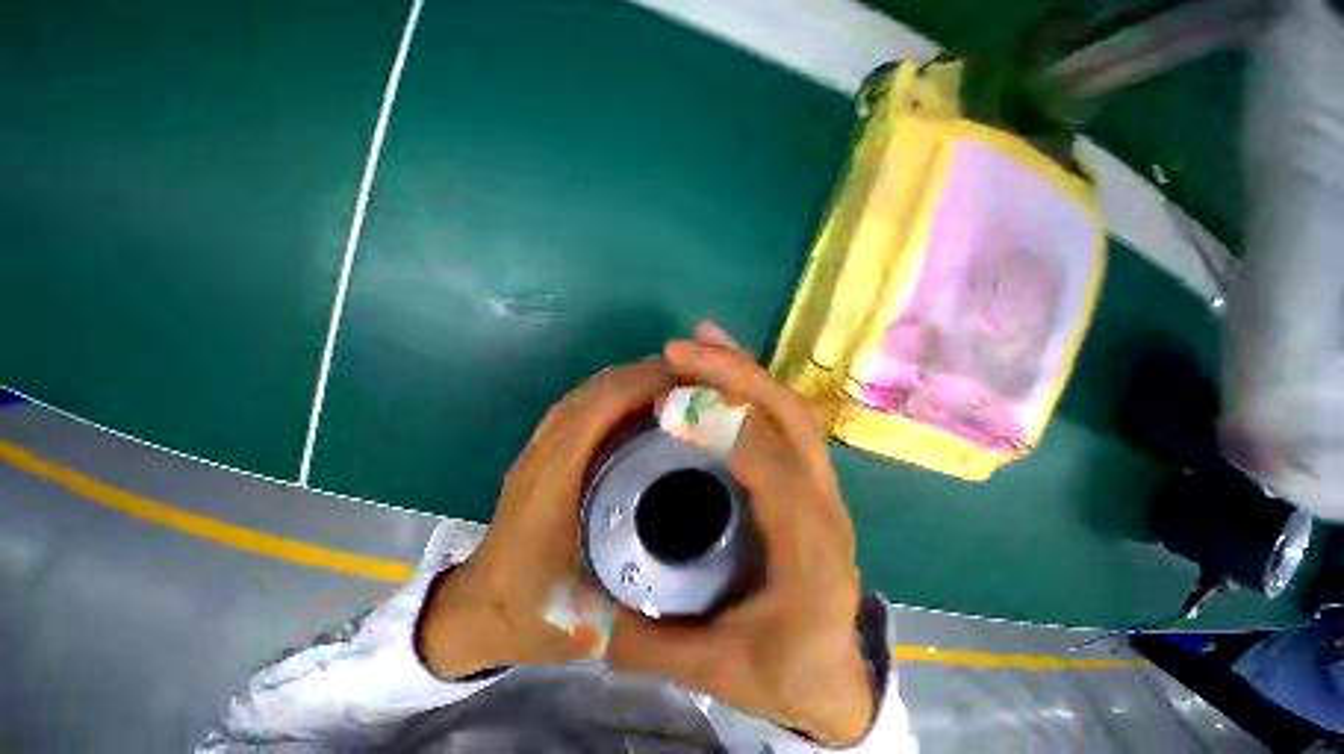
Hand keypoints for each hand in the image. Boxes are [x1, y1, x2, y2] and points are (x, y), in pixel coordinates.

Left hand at [418, 359, 673, 679]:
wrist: (475, 610)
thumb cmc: (530, 613)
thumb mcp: (588, 623)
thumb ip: (645, 615)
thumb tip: (709, 594)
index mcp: (552, 484)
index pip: (595, 411)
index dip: (638, 387)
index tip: (684, 385)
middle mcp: (543, 454)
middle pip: (592, 392)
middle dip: (641, 375)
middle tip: (690, 381)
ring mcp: (539, 449)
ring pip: (585, 393)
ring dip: (628, 379)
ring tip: (672, 385)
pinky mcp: (542, 452)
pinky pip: (581, 405)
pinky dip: (613, 392)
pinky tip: (641, 403)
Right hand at [609, 323, 875, 746]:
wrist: (830, 671)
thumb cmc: (780, 671)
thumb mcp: (714, 670)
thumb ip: (651, 643)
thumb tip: (589, 603)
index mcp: (810, 554)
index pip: (775, 469)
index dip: (726, 429)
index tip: (668, 406)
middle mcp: (825, 504)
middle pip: (787, 419)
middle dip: (733, 377)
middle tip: (677, 353)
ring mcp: (820, 482)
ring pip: (787, 407)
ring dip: (742, 368)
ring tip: (699, 340)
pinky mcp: (807, 473)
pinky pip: (782, 414)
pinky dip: (751, 382)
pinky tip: (721, 363)